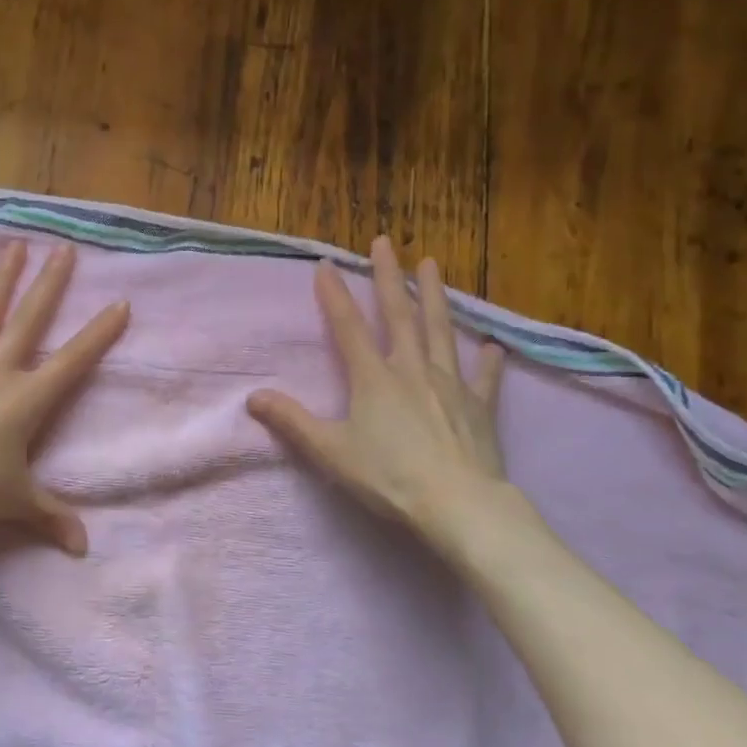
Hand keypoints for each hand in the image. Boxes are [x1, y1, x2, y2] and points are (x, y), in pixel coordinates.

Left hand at [0, 240, 128, 554]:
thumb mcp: (14, 503)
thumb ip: (51, 518)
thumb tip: (83, 550)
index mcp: (25, 399)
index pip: (73, 361)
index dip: (99, 333)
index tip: (120, 303)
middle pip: (29, 321)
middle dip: (50, 285)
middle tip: (65, 251)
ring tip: (13, 246)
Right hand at [247, 236, 523, 548]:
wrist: (458, 504)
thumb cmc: (389, 477)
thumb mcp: (330, 451)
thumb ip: (292, 422)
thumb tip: (253, 397)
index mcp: (374, 378)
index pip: (348, 327)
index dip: (334, 295)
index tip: (326, 264)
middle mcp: (412, 369)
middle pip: (399, 315)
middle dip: (389, 277)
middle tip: (385, 243)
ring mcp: (450, 385)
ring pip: (441, 331)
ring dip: (435, 296)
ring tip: (432, 265)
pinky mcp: (479, 407)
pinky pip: (483, 378)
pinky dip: (487, 361)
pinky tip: (492, 347)